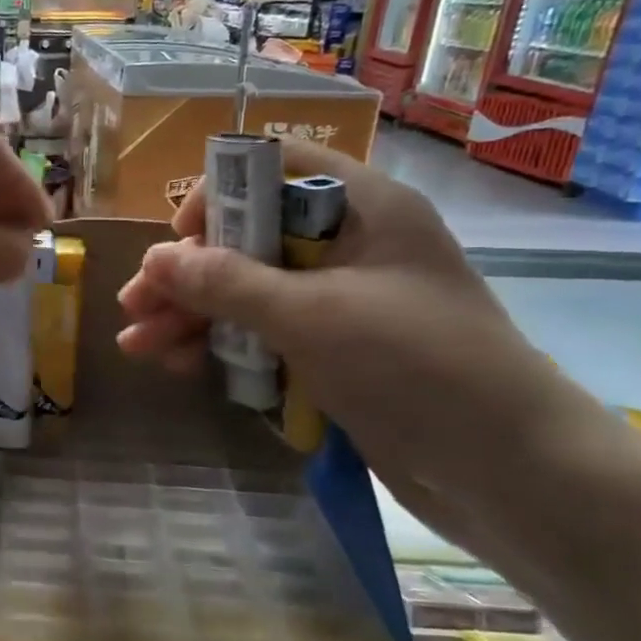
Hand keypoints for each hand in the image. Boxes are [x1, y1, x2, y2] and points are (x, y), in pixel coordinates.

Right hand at [115, 139, 576, 534]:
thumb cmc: (414, 367)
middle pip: (249, 237)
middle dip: (187, 272)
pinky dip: (223, 346)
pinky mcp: (335, 351)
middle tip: (133, 305)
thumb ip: (226, 282)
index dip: (219, 195)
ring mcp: (341, 301)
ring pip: (249, 291)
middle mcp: (349, 245)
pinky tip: (179, 365)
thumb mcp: (310, 316)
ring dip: (192, 314)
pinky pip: (265, 334)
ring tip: (137, 345)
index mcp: (362, 209)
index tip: (180, 240)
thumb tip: (155, 259)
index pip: (274, 169)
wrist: (507, 471)